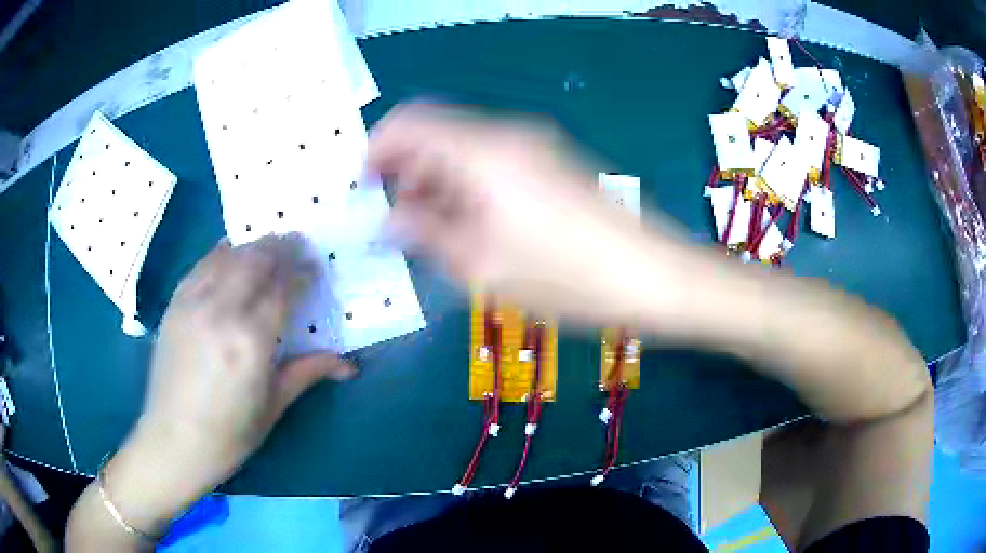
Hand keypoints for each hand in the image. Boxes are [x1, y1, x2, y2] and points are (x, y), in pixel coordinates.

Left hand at [105, 235, 354, 532]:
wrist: (173, 440)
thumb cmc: (229, 434)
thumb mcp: (273, 406)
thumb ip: (308, 372)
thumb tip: (350, 365)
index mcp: (251, 340)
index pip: (283, 287)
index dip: (302, 272)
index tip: (316, 268)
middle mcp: (221, 310)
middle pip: (256, 259)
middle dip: (281, 247)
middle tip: (298, 246)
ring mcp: (193, 302)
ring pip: (229, 254)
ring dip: (254, 245)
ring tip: (269, 247)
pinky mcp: (175, 303)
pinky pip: (202, 264)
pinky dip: (223, 253)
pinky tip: (232, 254)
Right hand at [369, 103, 703, 323]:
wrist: (655, 276)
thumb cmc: (569, 277)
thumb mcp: (484, 267)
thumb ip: (428, 235)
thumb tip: (389, 220)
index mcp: (483, 151)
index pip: (410, 122)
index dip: (378, 149)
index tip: (364, 187)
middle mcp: (507, 135)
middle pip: (437, 132)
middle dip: (407, 170)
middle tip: (400, 221)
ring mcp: (536, 146)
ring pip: (465, 147)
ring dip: (438, 180)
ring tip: (434, 231)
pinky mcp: (554, 162)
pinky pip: (494, 161)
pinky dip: (469, 184)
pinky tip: (474, 225)